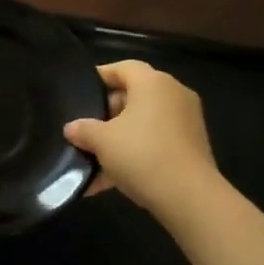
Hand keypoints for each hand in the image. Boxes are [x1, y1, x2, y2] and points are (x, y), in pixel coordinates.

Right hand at [64, 61, 216, 214]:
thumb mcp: (102, 141)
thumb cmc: (141, 154)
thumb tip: (72, 128)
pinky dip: (135, 155)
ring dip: (119, 138)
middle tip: (86, 127)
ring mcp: (186, 122)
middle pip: (135, 95)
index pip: (123, 67)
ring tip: (93, 158)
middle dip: (108, 112)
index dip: (100, 76)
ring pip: (144, 123)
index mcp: (153, 83)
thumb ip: (83, 129)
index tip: (80, 90)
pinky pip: (155, 143)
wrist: (189, 197)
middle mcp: (173, 95)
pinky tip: (108, 181)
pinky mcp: (191, 148)